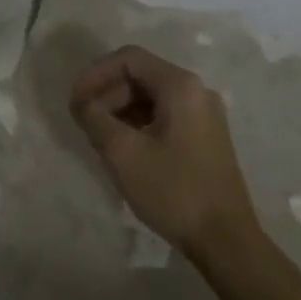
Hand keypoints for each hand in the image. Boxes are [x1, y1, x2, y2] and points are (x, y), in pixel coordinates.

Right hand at [69, 45, 261, 259]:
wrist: (226, 240)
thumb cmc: (173, 191)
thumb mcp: (122, 153)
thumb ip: (94, 118)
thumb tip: (81, 102)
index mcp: (180, 86)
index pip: (128, 58)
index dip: (95, 73)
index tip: (75, 100)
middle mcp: (196, 91)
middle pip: (140, 75)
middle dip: (107, 93)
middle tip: (84, 121)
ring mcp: (204, 114)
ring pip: (151, 96)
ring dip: (120, 109)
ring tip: (99, 137)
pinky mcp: (205, 136)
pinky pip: (164, 114)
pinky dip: (138, 123)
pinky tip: (124, 148)